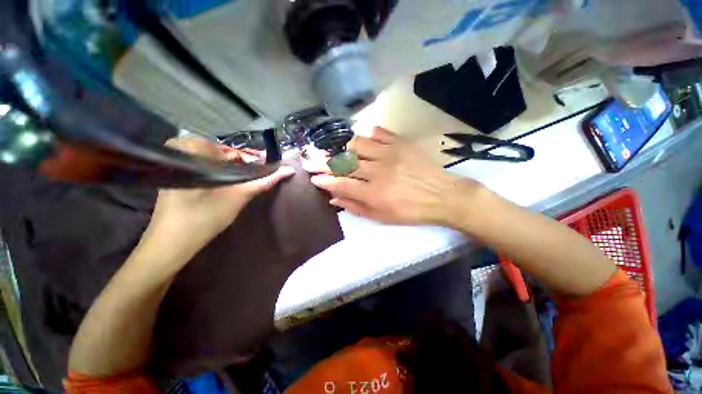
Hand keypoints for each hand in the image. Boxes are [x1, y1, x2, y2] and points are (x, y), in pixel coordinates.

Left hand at [142, 136, 294, 262]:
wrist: (171, 244)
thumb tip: (288, 170)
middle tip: (253, 175)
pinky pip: (201, 166)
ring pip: (212, 159)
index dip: (249, 156)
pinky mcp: (175, 177)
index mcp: (192, 151)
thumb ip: (264, 181)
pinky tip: (224, 184)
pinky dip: (217, 172)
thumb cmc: (204, 217)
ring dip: (230, 168)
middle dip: (240, 162)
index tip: (262, 166)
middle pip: (221, 151)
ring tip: (242, 180)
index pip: (229, 146)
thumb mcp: (238, 196)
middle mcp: (180, 153)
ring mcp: (174, 166)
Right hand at [307, 127, 480, 225]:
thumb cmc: (411, 211)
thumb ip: (356, 207)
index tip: (313, 177)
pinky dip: (366, 134)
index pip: (340, 183)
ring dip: (340, 146)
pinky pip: (379, 133)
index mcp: (373, 193)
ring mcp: (389, 153)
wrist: (443, 196)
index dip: (324, 180)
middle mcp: (377, 171)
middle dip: (323, 161)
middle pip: (344, 162)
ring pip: (357, 144)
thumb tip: (333, 199)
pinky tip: (360, 139)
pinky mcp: (401, 143)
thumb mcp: (382, 217)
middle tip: (310, 159)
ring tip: (332, 148)